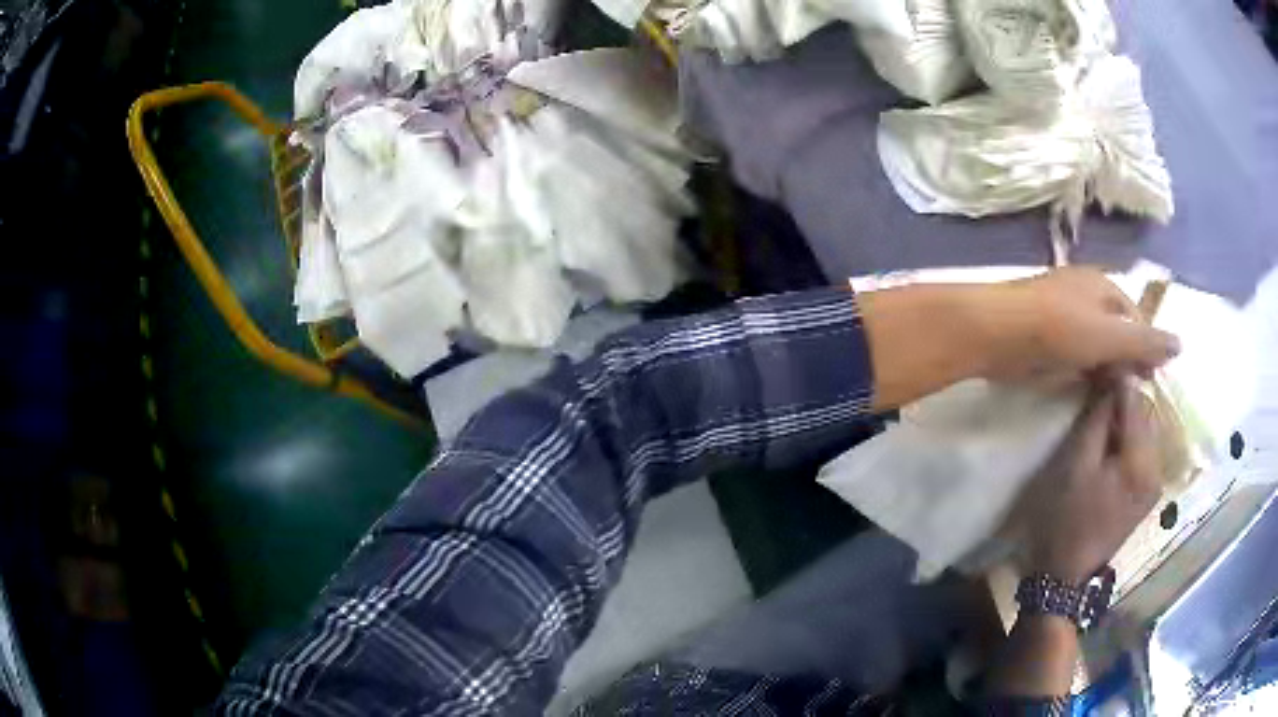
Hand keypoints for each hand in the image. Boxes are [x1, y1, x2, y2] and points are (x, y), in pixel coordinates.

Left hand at [975, 267, 1180, 381]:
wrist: (998, 333)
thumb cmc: (1059, 327)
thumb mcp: (1109, 335)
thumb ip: (1144, 342)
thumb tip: (1180, 344)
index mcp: (1103, 286)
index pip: (1136, 317)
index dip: (1146, 347)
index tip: (1151, 380)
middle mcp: (1086, 295)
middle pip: (1116, 331)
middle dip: (1126, 360)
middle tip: (1133, 396)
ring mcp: (1064, 316)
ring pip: (1096, 345)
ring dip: (1105, 368)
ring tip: (1115, 399)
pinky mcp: (1046, 339)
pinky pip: (1075, 356)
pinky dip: (1085, 372)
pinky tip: (1088, 392)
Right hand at [1019, 381, 1163, 582]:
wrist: (1064, 577)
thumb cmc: (1065, 519)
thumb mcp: (1076, 464)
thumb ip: (1098, 418)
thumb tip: (1111, 374)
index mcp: (1141, 462)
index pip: (1136, 399)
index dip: (1117, 377)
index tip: (1097, 362)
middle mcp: (1157, 469)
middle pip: (1145, 413)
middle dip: (1122, 399)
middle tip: (1094, 394)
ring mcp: (1154, 483)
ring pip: (1144, 430)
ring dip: (1124, 419)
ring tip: (1099, 419)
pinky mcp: (1147, 493)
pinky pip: (1142, 450)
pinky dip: (1127, 438)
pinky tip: (1109, 445)